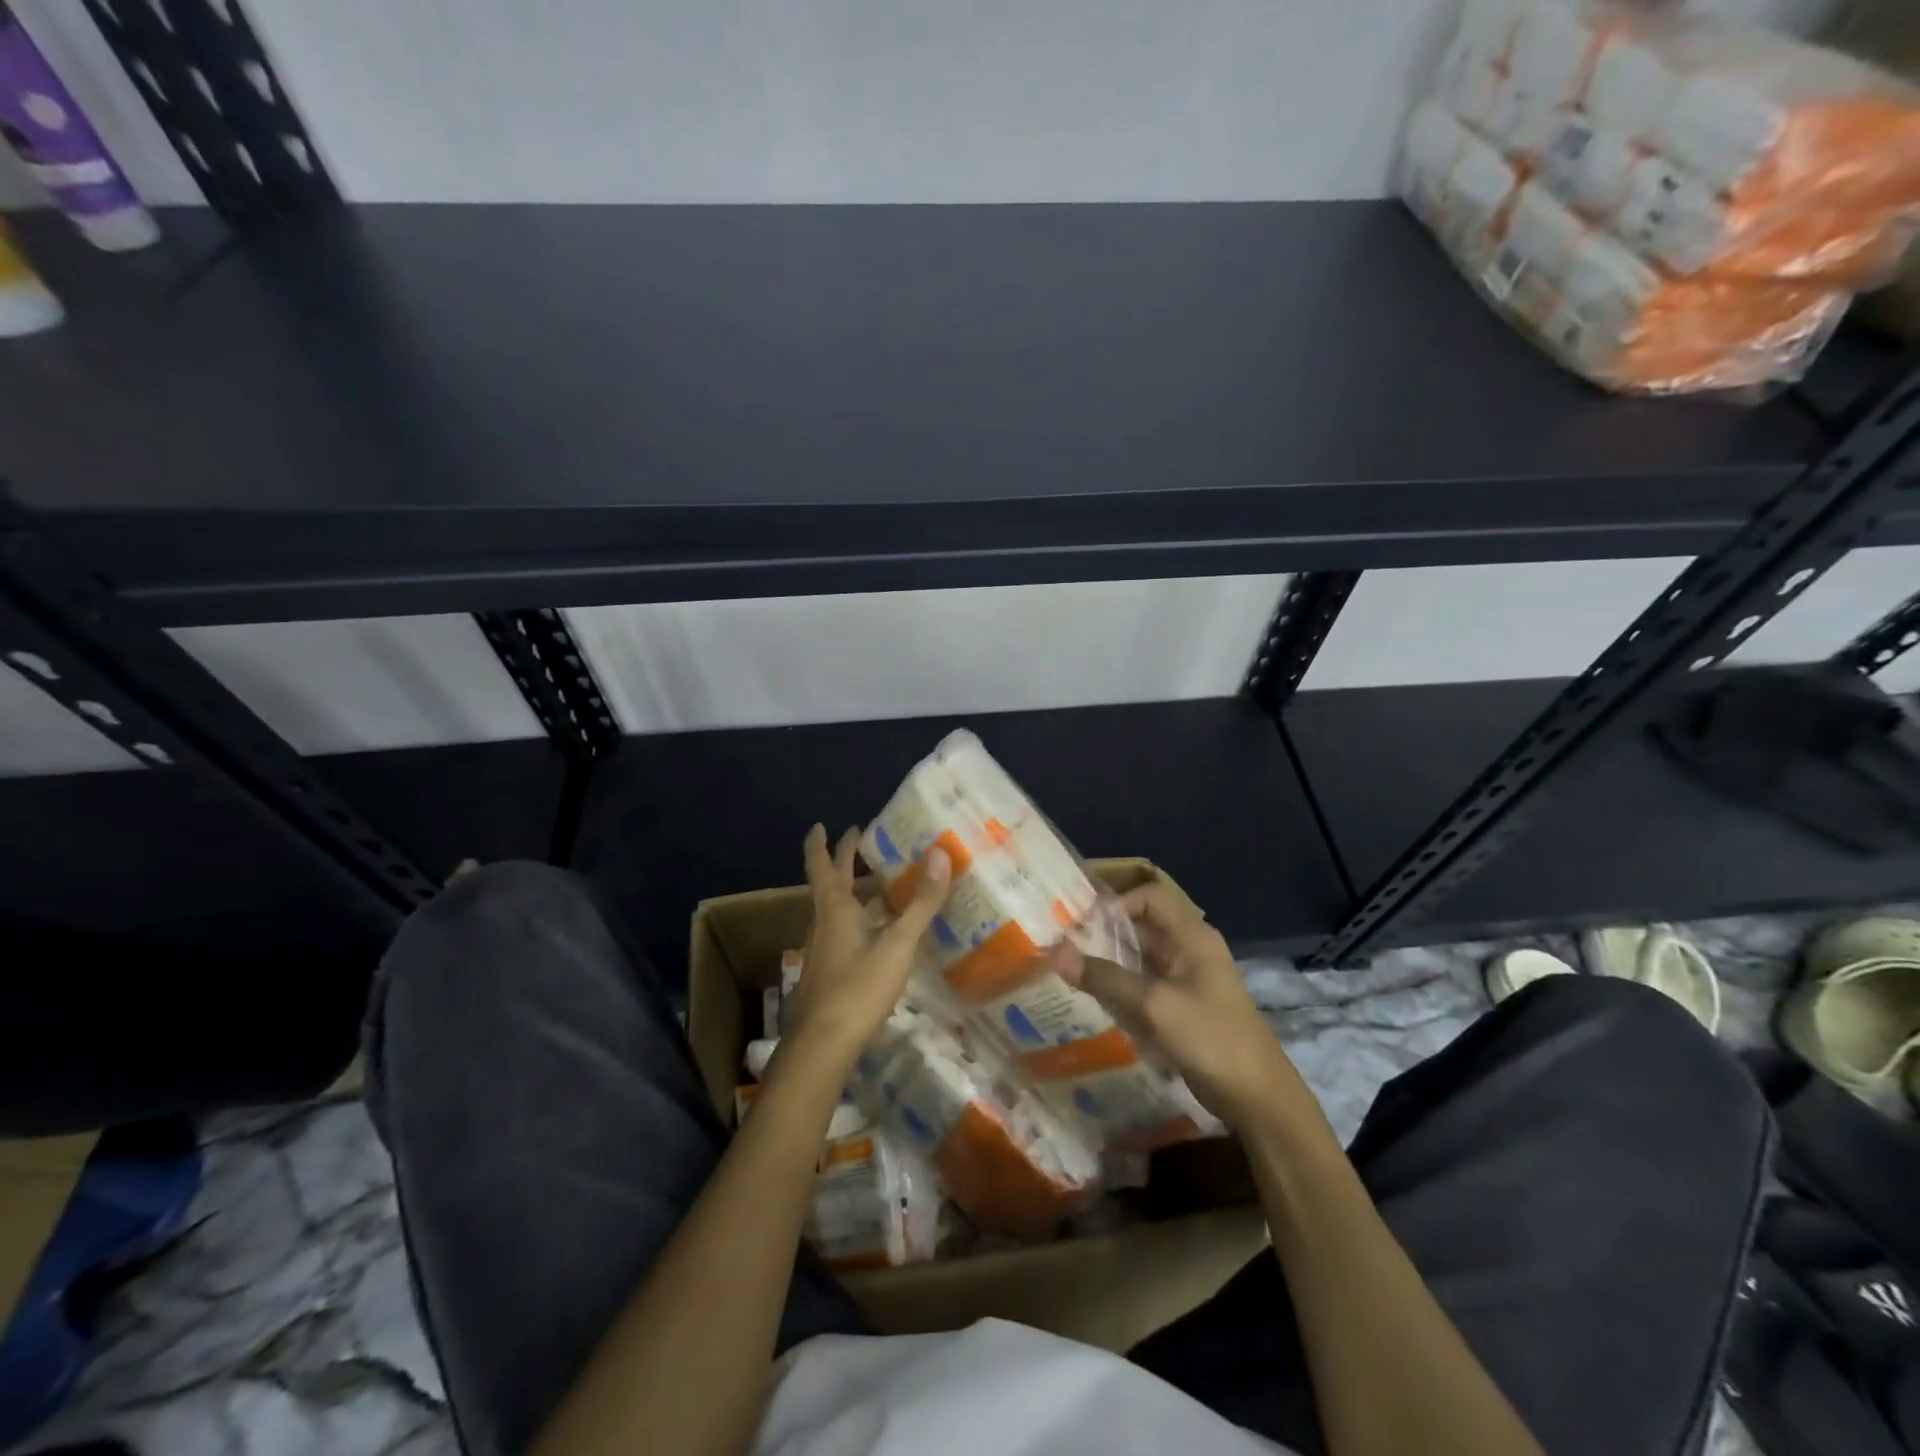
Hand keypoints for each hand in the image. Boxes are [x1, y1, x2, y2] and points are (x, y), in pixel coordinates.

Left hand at [779, 824, 951, 1064]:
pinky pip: (843, 933)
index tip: (822, 824)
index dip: (820, 843)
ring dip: (853, 892)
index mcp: (835, 908)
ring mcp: (823, 950)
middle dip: (843, 861)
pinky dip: (859, 921)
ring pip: (836, 911)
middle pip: (830, 884)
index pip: (822, 865)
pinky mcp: (829, 973)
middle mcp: (823, 923)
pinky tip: (879, 934)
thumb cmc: (858, 987)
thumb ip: (921, 902)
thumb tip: (941, 854)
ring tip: (879, 885)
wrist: (823, 1044)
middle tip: (859, 841)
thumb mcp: (898, 943)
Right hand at [1057, 877, 1310, 1132]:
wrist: (1257, 1097)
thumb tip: (1057, 953)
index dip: (1116, 903)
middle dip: (1103, 935)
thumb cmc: (1211, 1038)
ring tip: (1068, 973)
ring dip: (1108, 965)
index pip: (1149, 897)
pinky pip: (1143, 988)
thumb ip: (1106, 977)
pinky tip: (1093, 1002)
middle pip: (1140, 928)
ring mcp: (1185, 981)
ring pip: (1138, 960)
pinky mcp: (1180, 1009)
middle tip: (1062, 946)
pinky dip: (1120, 991)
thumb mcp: (1154, 1004)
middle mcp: (1188, 951)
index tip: (1081, 923)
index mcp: (1191, 937)